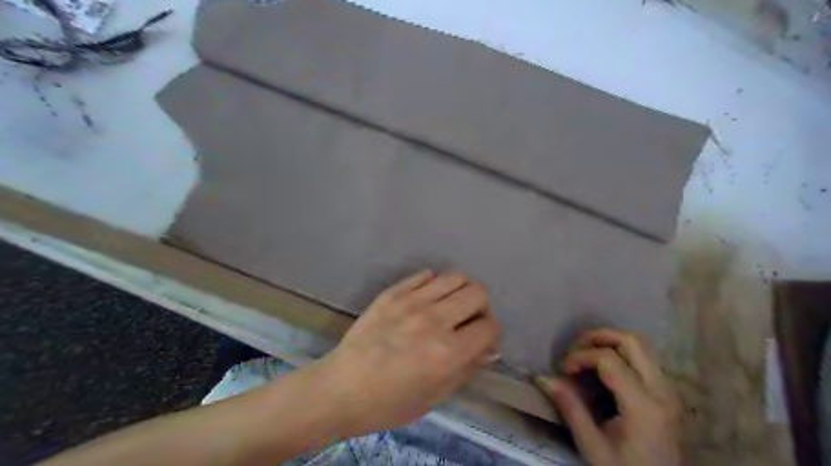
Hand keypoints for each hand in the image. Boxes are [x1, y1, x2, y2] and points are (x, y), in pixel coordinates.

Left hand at [318, 270, 498, 436]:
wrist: (342, 388)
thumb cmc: (389, 402)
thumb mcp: (436, 396)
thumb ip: (467, 369)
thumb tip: (488, 348)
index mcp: (448, 352)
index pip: (489, 326)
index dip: (491, 333)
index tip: (481, 340)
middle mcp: (434, 320)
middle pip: (477, 292)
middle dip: (480, 307)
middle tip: (467, 321)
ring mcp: (411, 301)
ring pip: (455, 277)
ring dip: (460, 291)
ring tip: (449, 306)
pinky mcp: (393, 292)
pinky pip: (425, 275)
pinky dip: (434, 285)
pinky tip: (426, 299)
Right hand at [539, 330, 681, 465]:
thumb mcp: (591, 445)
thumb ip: (569, 407)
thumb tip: (543, 378)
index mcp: (643, 406)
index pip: (609, 359)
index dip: (580, 356)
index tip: (562, 369)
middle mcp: (662, 391)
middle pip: (632, 341)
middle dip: (598, 336)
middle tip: (575, 349)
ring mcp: (669, 391)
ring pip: (642, 346)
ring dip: (610, 343)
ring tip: (586, 355)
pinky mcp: (667, 394)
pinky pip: (645, 359)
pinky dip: (621, 353)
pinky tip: (603, 370)